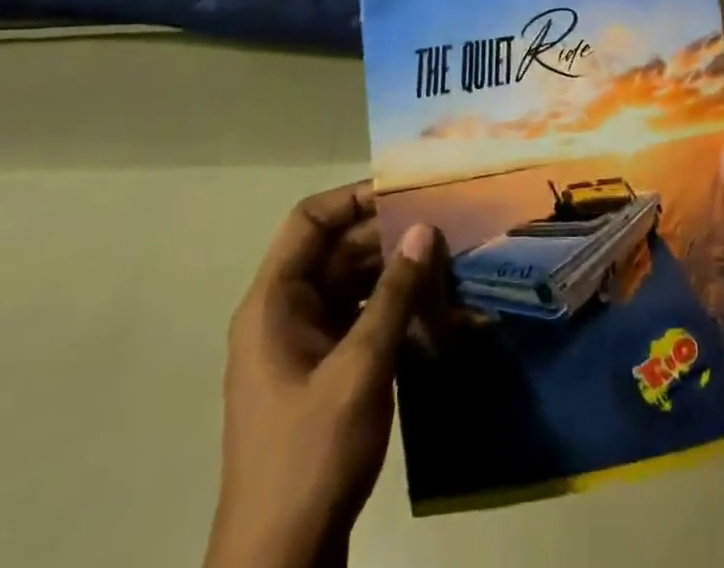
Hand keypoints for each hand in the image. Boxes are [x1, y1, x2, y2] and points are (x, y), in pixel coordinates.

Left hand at [205, 182, 438, 567]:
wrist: (279, 565)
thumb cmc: (311, 455)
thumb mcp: (361, 369)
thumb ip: (395, 294)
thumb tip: (423, 228)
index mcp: (274, 303)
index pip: (310, 221)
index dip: (354, 198)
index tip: (407, 192)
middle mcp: (284, 314)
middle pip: (338, 251)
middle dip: (389, 238)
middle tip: (445, 228)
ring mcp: (303, 345)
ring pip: (354, 285)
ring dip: (398, 275)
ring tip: (449, 266)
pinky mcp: (323, 373)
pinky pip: (360, 320)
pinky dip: (394, 311)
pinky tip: (436, 313)